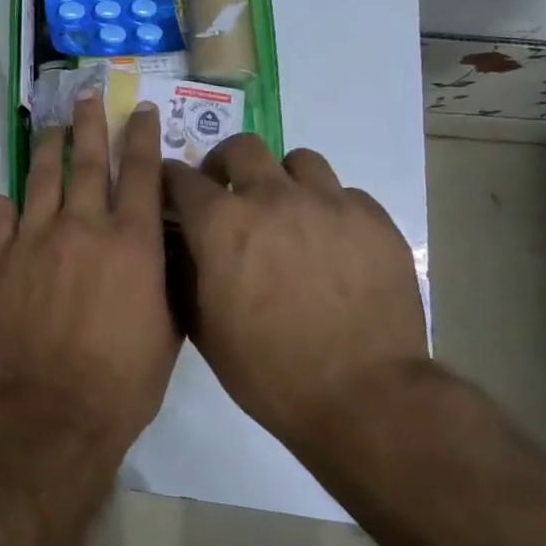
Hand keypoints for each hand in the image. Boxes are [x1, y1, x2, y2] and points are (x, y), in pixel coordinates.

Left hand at [0, 94, 178, 460]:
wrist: (56, 409)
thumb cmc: (126, 377)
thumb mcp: (169, 325)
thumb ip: (164, 275)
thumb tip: (161, 242)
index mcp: (131, 242)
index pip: (140, 172)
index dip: (141, 135)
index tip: (139, 109)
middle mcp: (83, 227)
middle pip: (87, 161)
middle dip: (89, 123)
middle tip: (86, 95)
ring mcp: (36, 239)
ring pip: (41, 178)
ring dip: (48, 149)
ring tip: (52, 129)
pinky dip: (4, 205)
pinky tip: (6, 199)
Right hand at [165, 138, 426, 451]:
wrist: (364, 398)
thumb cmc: (268, 369)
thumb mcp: (203, 327)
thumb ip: (183, 272)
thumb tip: (176, 244)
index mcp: (220, 222)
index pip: (180, 177)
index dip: (171, 182)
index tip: (174, 193)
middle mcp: (271, 197)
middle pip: (242, 147)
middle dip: (227, 164)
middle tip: (230, 193)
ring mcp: (328, 204)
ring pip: (299, 161)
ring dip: (283, 180)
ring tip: (288, 213)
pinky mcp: (374, 221)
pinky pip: (345, 194)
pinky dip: (330, 209)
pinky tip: (333, 243)